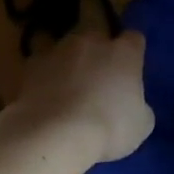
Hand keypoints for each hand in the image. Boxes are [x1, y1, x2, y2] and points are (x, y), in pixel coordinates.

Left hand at [0, 30, 153, 165]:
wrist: (55, 134)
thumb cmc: (109, 128)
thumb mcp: (141, 124)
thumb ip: (139, 104)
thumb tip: (132, 104)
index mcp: (124, 52)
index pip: (134, 40)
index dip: (132, 54)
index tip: (130, 71)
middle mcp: (92, 41)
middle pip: (98, 39)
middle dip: (99, 55)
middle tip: (98, 82)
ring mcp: (59, 49)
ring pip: (68, 49)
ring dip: (71, 64)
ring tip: (68, 92)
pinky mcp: (33, 63)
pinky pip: (43, 66)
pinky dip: (46, 77)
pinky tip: (46, 99)